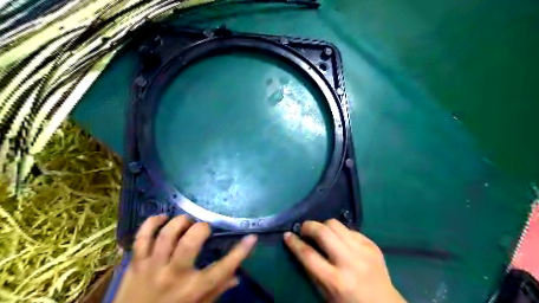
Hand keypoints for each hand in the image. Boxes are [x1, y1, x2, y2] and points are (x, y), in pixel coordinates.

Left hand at [113, 216, 255, 302]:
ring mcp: (152, 267)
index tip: (251, 237)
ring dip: (180, 222)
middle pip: (190, 242)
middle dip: (201, 228)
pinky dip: (152, 223)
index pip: (223, 268)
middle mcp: (174, 275)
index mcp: (193, 289)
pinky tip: (162, 218)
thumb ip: (217, 290)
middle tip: (204, 228)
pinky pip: (141, 237)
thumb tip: (237, 276)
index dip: (240, 251)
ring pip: (167, 235)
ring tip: (186, 222)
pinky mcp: (136, 263)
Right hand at [283, 220, 406, 301]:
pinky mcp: (372, 245)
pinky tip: (340, 240)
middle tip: (304, 229)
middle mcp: (350, 262)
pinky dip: (340, 232)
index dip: (294, 243)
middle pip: (323, 232)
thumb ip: (312, 272)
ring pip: (336, 225)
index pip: (308, 255)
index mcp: (336, 281)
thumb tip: (301, 247)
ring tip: (320, 232)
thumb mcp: (326, 295)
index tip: (287, 235)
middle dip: (308, 226)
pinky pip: (350, 230)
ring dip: (323, 225)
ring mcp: (363, 251)